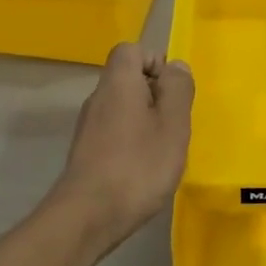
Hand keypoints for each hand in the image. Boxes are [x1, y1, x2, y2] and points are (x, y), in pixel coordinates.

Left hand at [47, 43, 193, 250]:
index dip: (156, 62)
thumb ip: (178, 90)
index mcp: (118, 83)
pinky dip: (133, 141)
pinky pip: (116, 131)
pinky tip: (144, 169)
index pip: (131, 50)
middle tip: (175, 125)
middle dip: (157, 95)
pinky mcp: (87, 152)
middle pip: (129, 79)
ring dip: (147, 121)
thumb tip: (175, 66)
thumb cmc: (138, 166)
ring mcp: (89, 126)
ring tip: (163, 150)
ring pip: (124, 107)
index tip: (173, 92)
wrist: (88, 216)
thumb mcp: (172, 125)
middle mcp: (98, 98)